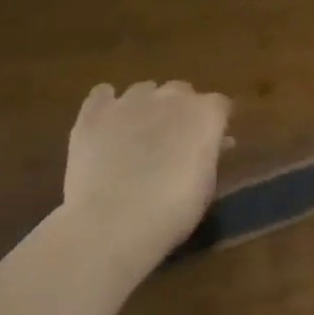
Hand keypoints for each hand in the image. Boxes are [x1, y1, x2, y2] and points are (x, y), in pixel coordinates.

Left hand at [62, 81, 230, 261]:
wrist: (112, 224)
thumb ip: (209, 155)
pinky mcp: (94, 113)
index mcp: (206, 113)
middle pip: (181, 91)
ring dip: (145, 107)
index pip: (219, 105)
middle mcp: (172, 96)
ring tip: (136, 136)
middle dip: (179, 110)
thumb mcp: (205, 186)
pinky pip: (102, 94)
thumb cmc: (172, 212)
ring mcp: (131, 101)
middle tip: (172, 141)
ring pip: (143, 90)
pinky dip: (106, 104)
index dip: (214, 123)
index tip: (210, 143)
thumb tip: (217, 143)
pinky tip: (105, 124)